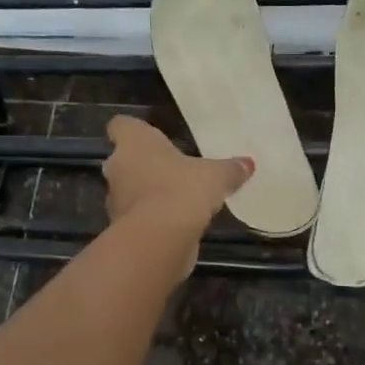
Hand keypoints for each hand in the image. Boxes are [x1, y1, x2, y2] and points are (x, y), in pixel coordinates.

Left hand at [103, 115, 252, 256]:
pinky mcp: (121, 228)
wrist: (159, 239)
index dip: (134, 130)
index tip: (152, 137)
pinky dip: (152, 219)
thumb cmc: (182, 190)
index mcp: (134, 143)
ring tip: (178, 199)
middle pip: (125, 159)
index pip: (122, 125)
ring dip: (147, 194)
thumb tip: (248, 164)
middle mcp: (118, 167)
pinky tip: (176, 223)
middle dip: (145, 165)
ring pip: (129, 190)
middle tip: (172, 169)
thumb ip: (230, 169)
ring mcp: (115, 200)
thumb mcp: (216, 176)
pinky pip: (137, 216)